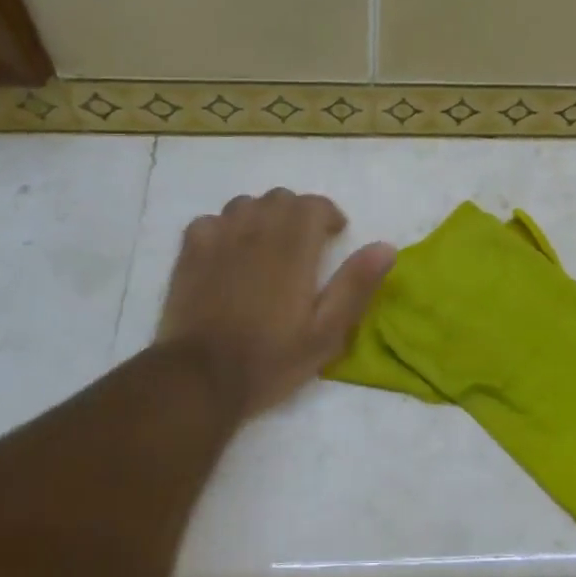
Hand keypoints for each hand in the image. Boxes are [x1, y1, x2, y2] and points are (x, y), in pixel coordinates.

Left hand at [157, 189, 394, 420]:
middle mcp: (256, 231)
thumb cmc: (271, 358)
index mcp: (293, 247)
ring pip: (245, 204)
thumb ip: (355, 285)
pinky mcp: (189, 253)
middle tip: (305, 243)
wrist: (200, 378)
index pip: (314, 205)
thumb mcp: (327, 332)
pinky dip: (224, 229)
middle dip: (297, 213)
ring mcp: (218, 238)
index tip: (335, 235)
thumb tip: (385, 247)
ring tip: (267, 245)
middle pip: (280, 198)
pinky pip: (210, 221)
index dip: (328, 215)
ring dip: (262, 216)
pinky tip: (227, 253)